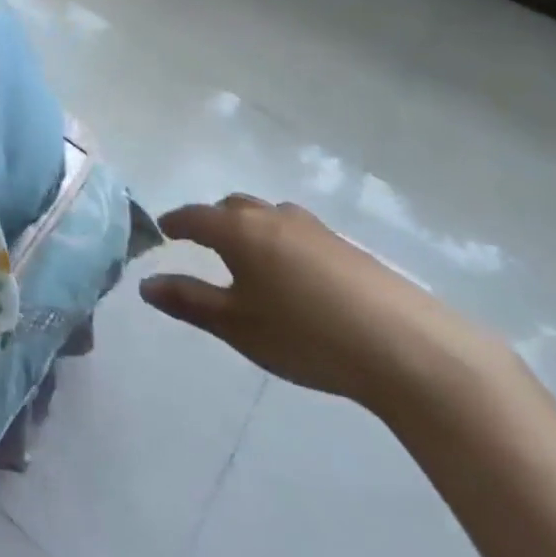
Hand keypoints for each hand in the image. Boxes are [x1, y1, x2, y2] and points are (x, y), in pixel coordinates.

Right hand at [139, 194, 503, 414]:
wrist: (409, 349)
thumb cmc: (306, 335)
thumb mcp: (238, 326)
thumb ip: (189, 301)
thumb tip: (145, 285)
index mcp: (238, 229)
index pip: (195, 216)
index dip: (175, 222)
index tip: (163, 230)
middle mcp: (272, 217)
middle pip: (233, 207)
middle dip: (213, 220)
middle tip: (204, 242)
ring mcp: (315, 228)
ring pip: (269, 216)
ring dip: (251, 227)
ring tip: (250, 257)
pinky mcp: (348, 247)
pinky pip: (298, 232)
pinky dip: (282, 242)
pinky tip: (295, 275)